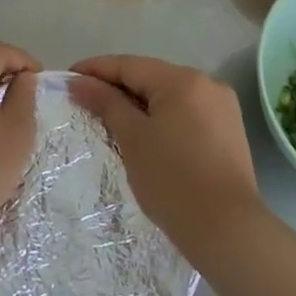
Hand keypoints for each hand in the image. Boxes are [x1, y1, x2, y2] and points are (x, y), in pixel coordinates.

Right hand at [69, 55, 261, 253]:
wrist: (227, 230)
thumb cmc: (172, 180)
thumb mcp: (132, 138)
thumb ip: (105, 102)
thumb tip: (78, 81)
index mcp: (182, 80)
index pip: (129, 65)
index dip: (95, 69)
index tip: (67, 78)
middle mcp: (207, 84)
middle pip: (150, 77)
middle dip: (116, 87)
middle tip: (83, 101)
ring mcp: (222, 108)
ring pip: (168, 96)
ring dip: (138, 104)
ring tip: (108, 118)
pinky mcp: (228, 131)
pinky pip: (184, 113)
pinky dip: (160, 118)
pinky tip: (143, 133)